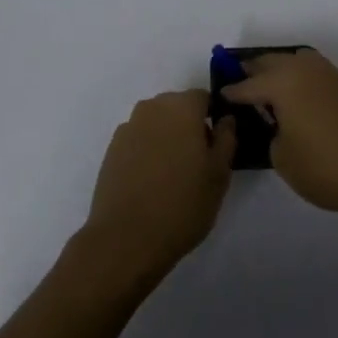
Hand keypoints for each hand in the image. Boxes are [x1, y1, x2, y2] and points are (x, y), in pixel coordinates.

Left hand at [82, 91, 235, 283]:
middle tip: (198, 162)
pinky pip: (138, 140)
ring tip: (173, 175)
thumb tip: (225, 119)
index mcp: (181, 107)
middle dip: (189, 126)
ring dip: (167, 138)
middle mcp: (152, 108)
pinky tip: (151, 182)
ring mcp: (128, 127)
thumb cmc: (182, 204)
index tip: (217, 145)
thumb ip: (226, 138)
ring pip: (157, 123)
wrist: (125, 238)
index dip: (213, 117)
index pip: (203, 98)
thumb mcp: (219, 174)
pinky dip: (148, 152)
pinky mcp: (112, 149)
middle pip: (177, 107)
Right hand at [220, 49, 337, 221]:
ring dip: (282, 69)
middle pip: (272, 62)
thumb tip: (280, 125)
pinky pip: (317, 73)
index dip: (233, 91)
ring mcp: (331, 75)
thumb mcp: (283, 159)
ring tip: (273, 88)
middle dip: (255, 71)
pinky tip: (304, 99)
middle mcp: (305, 70)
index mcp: (283, 83)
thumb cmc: (327, 168)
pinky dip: (304, 80)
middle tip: (243, 83)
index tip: (222, 94)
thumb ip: (274, 135)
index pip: (249, 84)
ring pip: (298, 61)